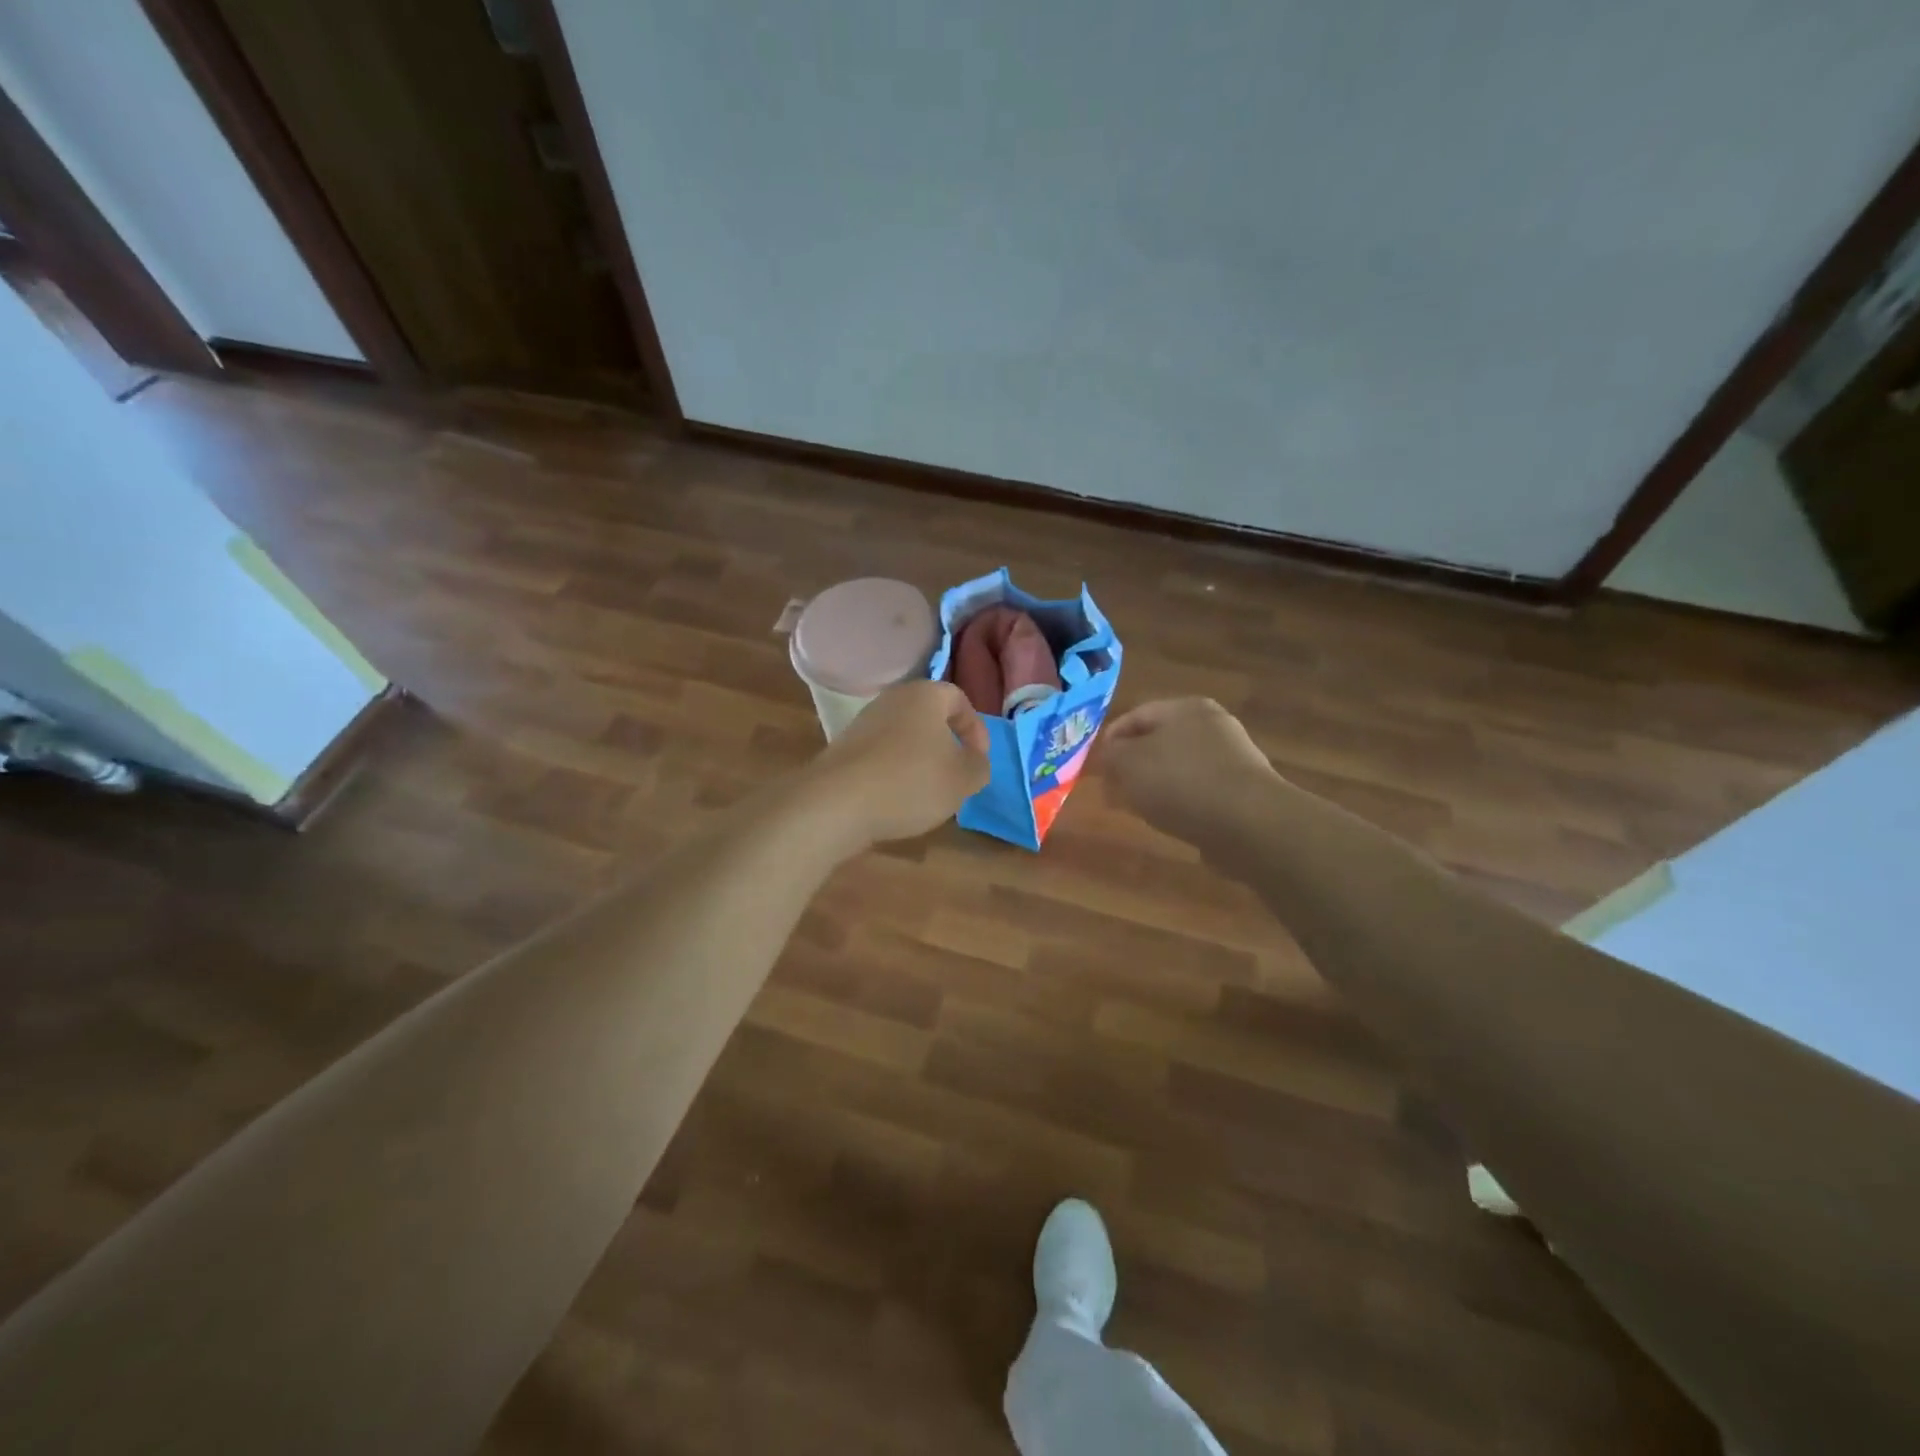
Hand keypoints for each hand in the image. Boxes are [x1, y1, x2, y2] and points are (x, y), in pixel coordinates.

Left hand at [803, 680, 991, 847]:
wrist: (836, 803)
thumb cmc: (910, 782)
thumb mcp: (962, 779)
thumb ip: (979, 766)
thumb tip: (974, 760)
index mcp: (924, 695)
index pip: (959, 699)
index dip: (976, 729)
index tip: (978, 759)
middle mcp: (891, 700)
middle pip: (928, 717)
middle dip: (946, 745)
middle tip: (955, 775)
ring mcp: (863, 723)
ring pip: (904, 737)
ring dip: (919, 761)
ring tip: (926, 793)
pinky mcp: (843, 749)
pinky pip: (881, 755)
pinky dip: (894, 773)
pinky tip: (895, 800)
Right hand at [1098, 698, 1279, 845]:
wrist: (1248, 823)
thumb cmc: (1180, 782)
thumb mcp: (1128, 764)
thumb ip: (1111, 755)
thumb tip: (1111, 756)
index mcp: (1184, 707)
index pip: (1135, 715)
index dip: (1110, 741)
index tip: (1095, 769)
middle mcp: (1211, 724)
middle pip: (1158, 741)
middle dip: (1133, 766)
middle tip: (1114, 791)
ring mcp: (1232, 756)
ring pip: (1179, 767)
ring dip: (1156, 785)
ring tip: (1139, 810)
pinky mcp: (1243, 789)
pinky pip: (1200, 790)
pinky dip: (1181, 802)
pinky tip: (1172, 821)